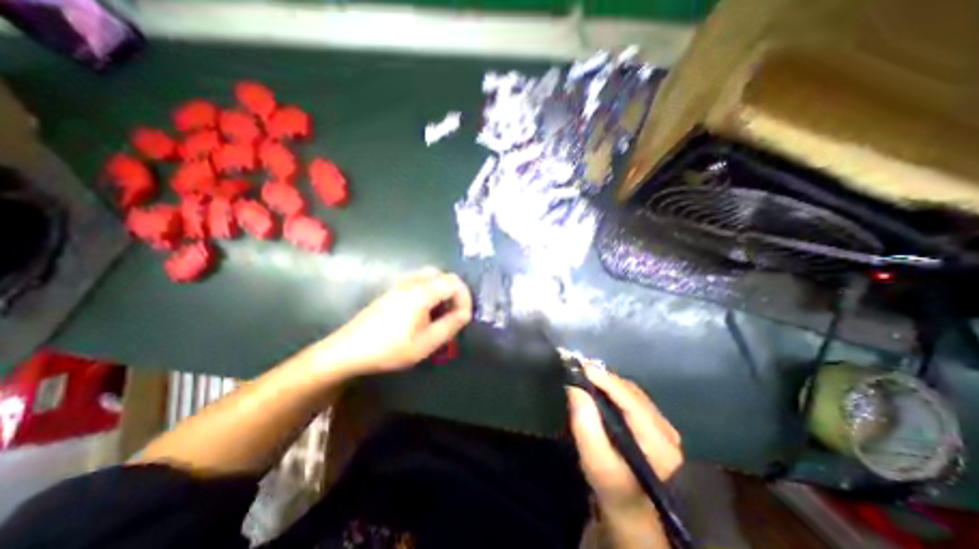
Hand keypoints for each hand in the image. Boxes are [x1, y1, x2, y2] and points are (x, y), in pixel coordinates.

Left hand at [317, 266, 474, 377]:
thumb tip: (465, 314)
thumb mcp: (426, 343)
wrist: (348, 350)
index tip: (464, 317)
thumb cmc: (390, 348)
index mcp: (422, 293)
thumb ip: (450, 325)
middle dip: (454, 292)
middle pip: (442, 275)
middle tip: (454, 312)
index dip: (465, 298)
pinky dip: (429, 291)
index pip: (454, 282)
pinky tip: (423, 312)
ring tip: (441, 313)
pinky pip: (418, 282)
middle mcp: (411, 283)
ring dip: (442, 291)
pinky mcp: (391, 292)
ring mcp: (399, 285)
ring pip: (429, 277)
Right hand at [567, 364, 682, 508]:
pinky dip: (614, 388)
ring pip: (632, 392)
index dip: (607, 380)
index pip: (631, 401)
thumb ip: (585, 426)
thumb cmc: (611, 487)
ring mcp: (664, 426)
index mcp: (658, 445)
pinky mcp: (656, 423)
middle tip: (579, 368)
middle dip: (605, 378)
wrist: (631, 506)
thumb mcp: (594, 462)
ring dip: (608, 381)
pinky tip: (600, 386)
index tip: (583, 366)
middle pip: (632, 393)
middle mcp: (667, 431)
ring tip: (586, 374)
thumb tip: (575, 388)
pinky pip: (632, 396)